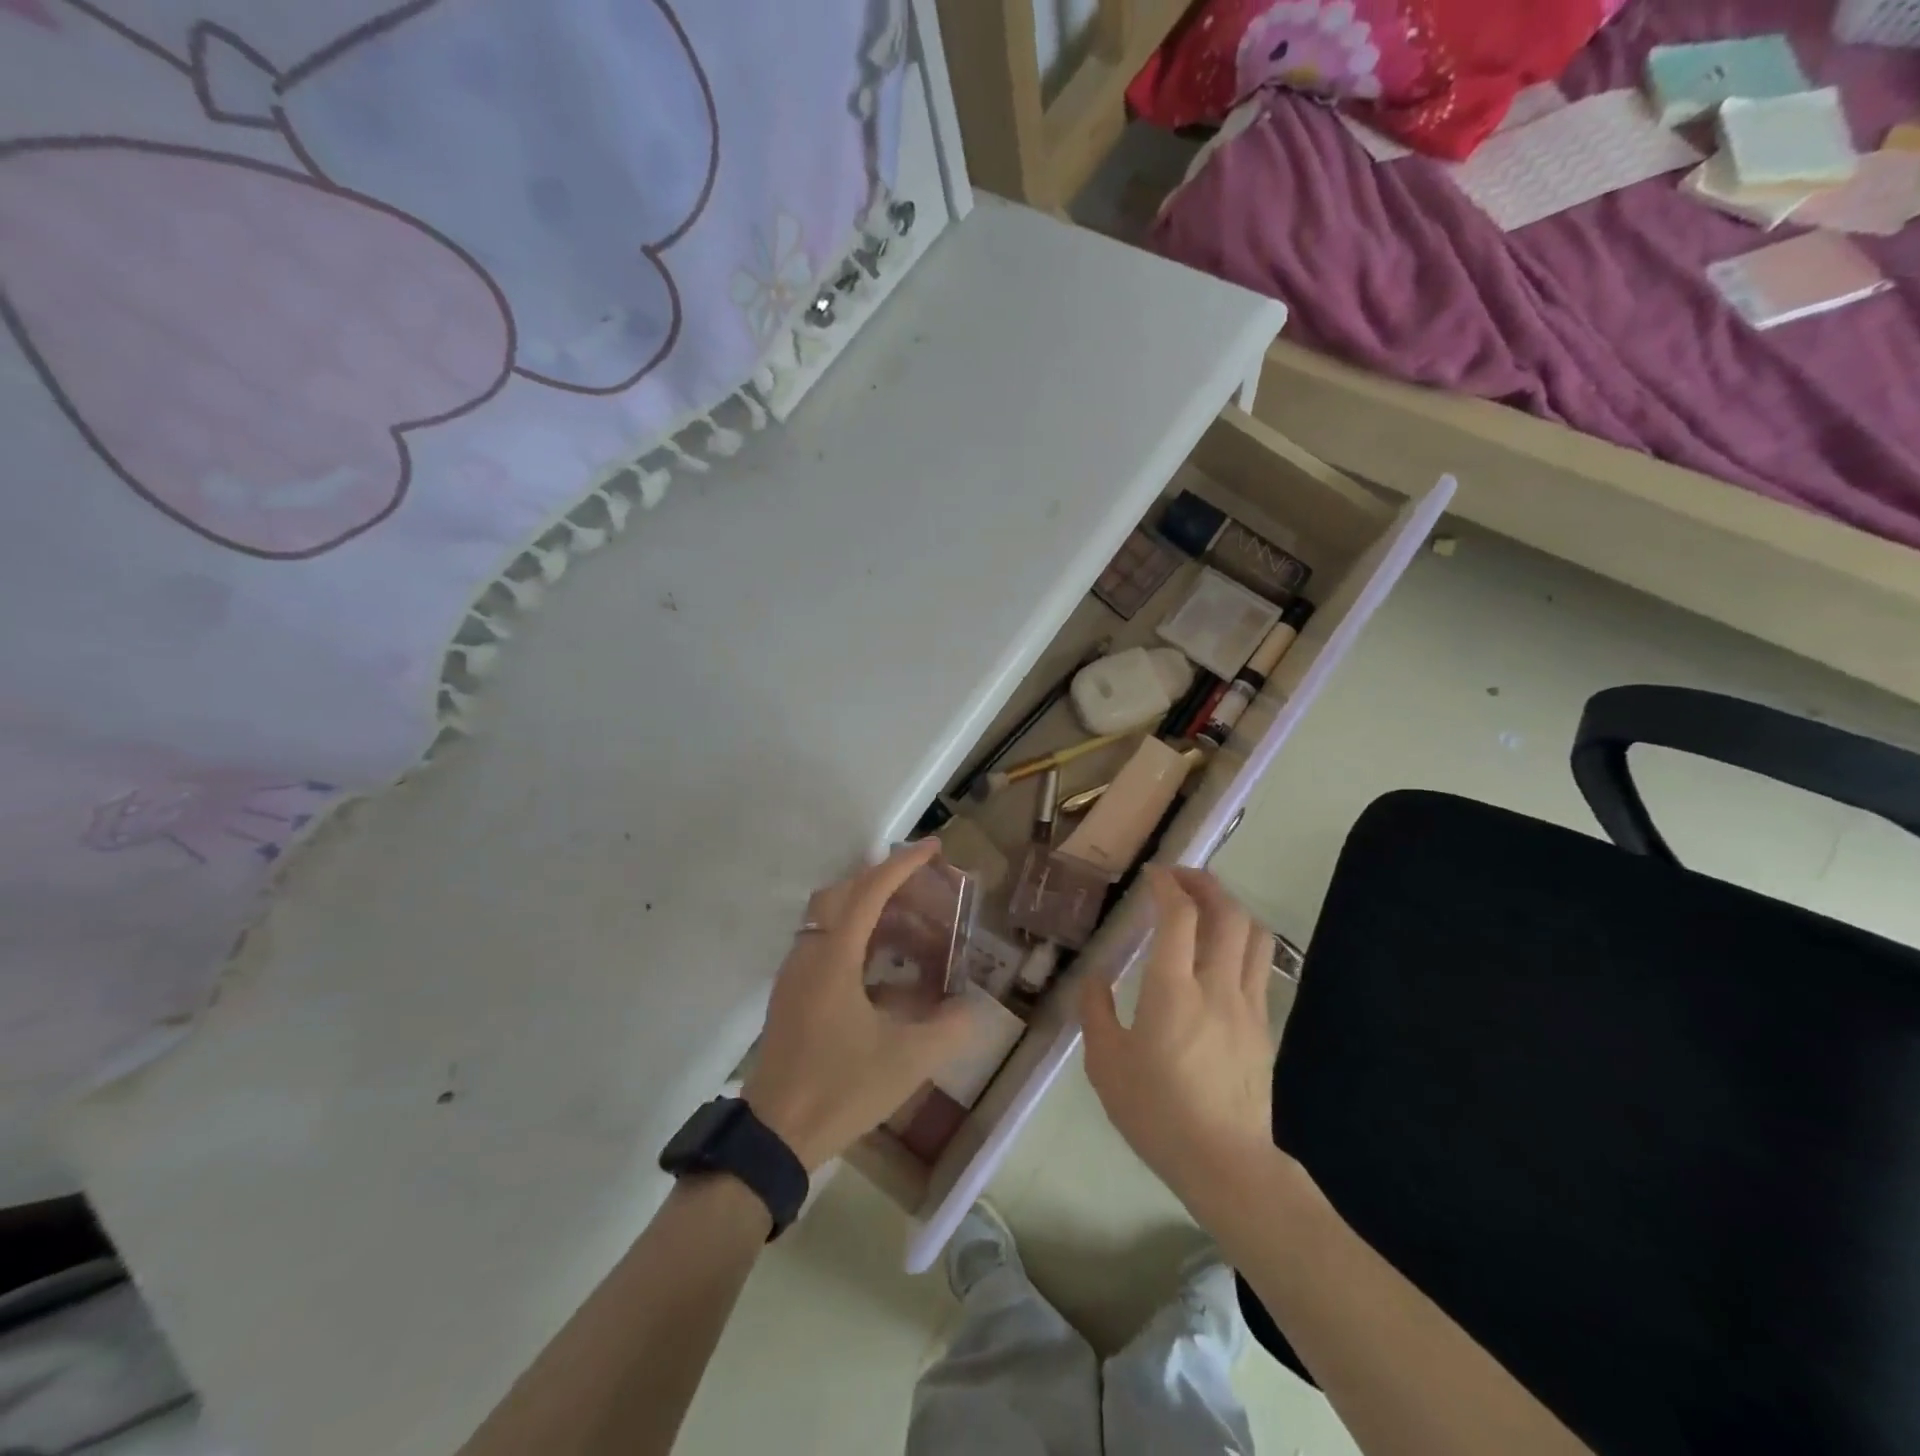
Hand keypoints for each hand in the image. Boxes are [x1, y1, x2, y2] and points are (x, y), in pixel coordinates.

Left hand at [744, 839, 977, 1172]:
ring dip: (872, 914)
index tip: (934, 847)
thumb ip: (950, 1029)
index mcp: (833, 957)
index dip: (903, 864)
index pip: (870, 891)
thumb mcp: (907, 1061)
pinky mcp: (793, 995)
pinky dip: (860, 943)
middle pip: (845, 894)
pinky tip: (890, 974)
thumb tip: (977, 1007)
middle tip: (925, 890)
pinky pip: (827, 946)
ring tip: (915, 932)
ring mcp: (796, 973)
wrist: (774, 1136)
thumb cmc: (840, 1089)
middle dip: (886, 883)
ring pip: (833, 919)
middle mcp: (810, 953)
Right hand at [1080, 866, 1278, 1220]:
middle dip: (1204, 883)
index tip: (1152, 875)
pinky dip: (1241, 942)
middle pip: (1227, 913)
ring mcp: (1247, 1005)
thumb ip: (1096, 1012)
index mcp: (1172, 990)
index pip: (1179, 916)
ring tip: (1206, 906)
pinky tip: (1221, 953)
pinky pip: (1258, 966)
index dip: (1167, 885)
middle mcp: (1216, 986)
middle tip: (1179, 878)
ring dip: (1230, 908)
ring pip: (1254, 935)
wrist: (1225, 1163)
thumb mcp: (1106, 1064)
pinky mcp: (1263, 1026)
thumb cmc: (1157, 1112)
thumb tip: (1095, 979)